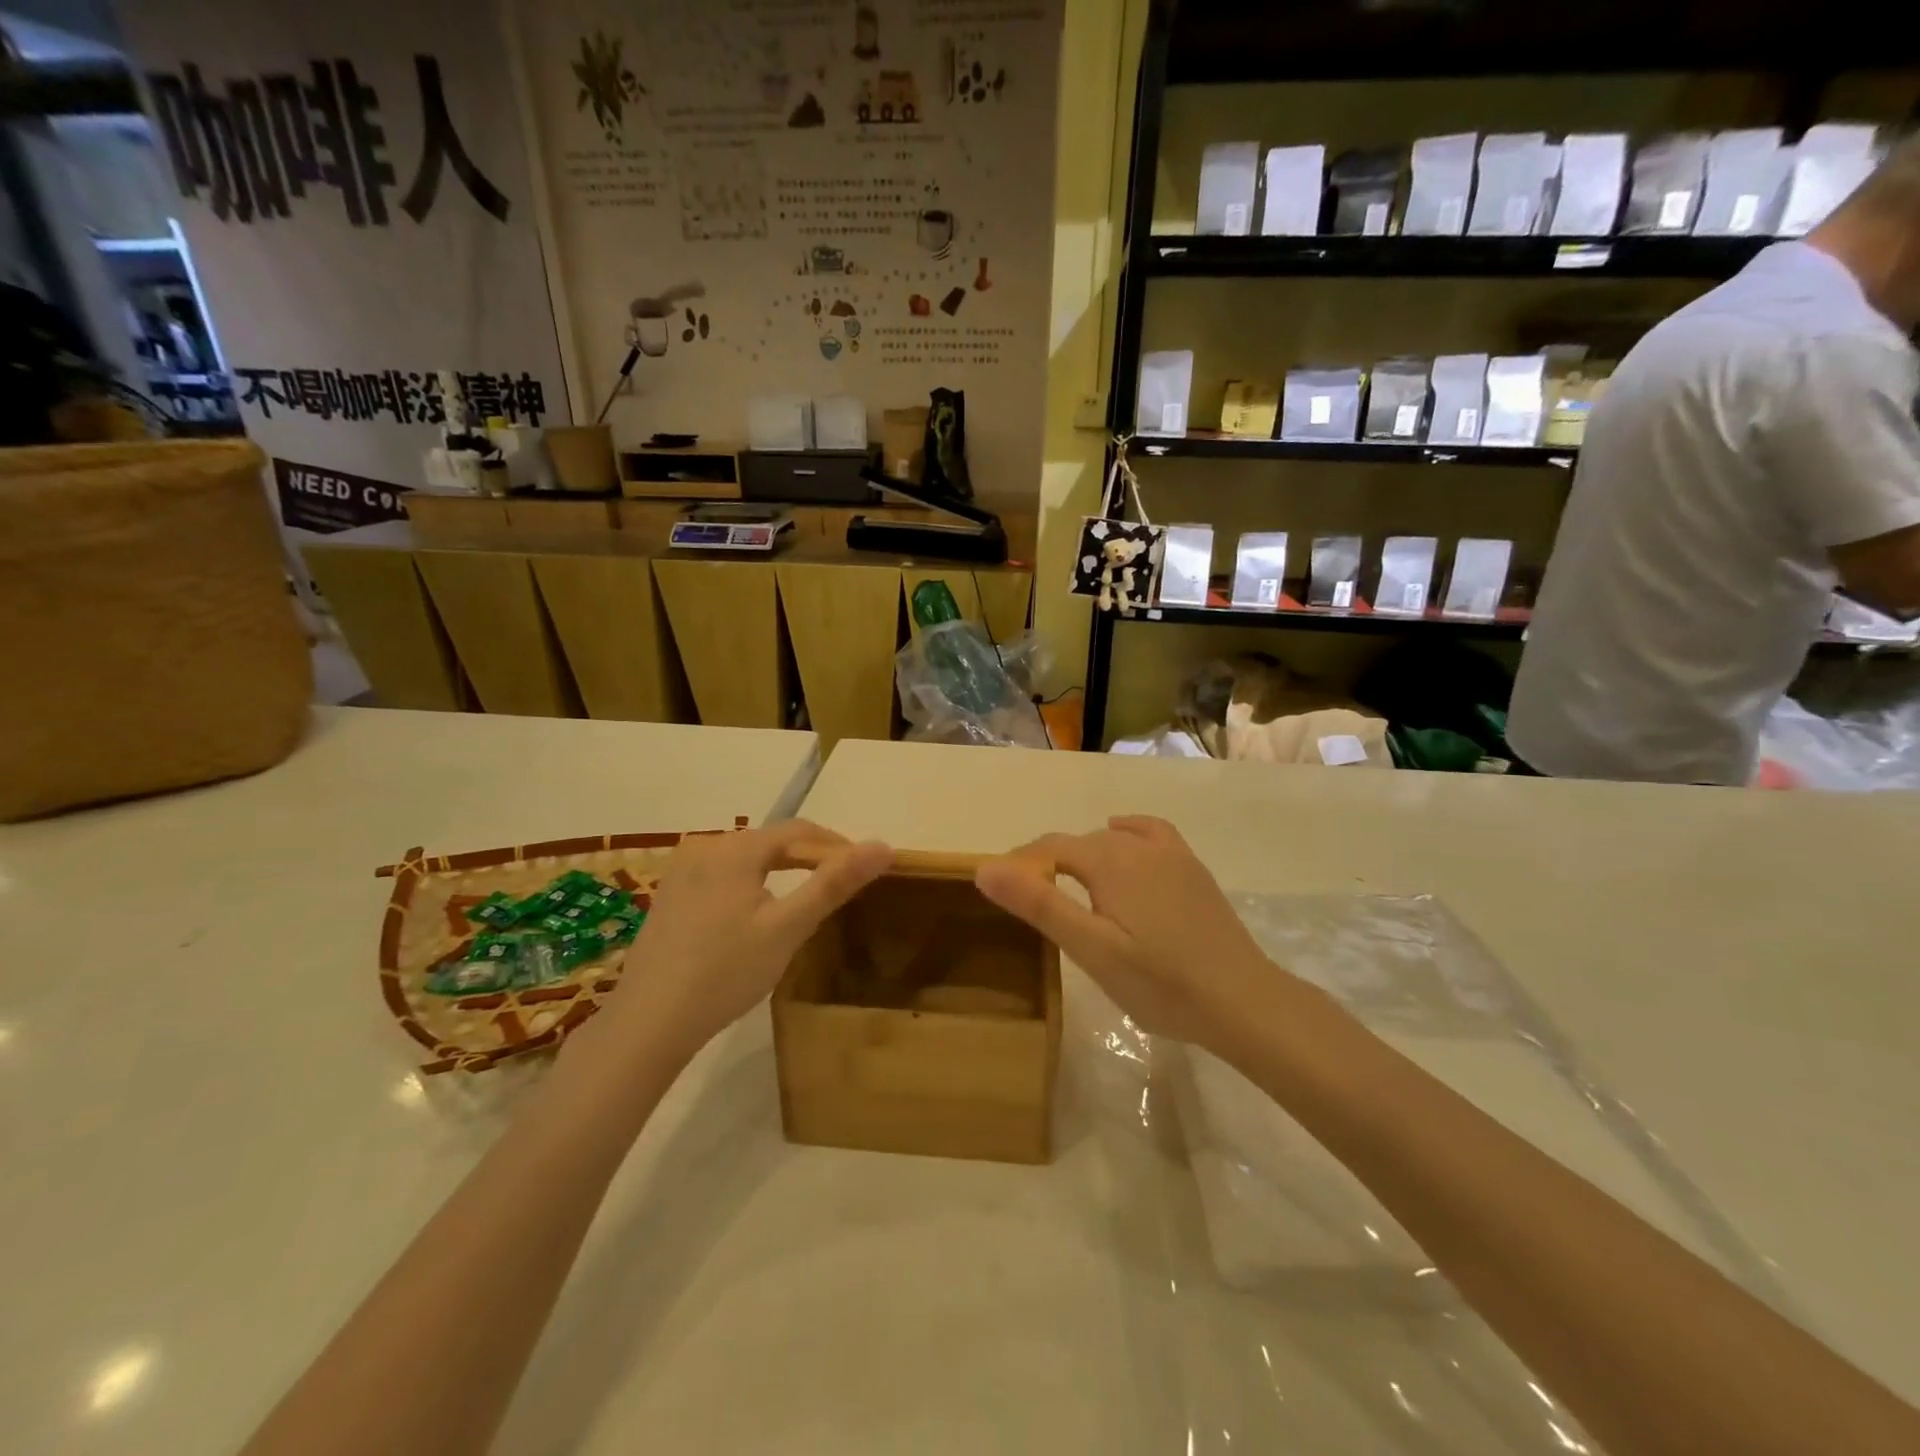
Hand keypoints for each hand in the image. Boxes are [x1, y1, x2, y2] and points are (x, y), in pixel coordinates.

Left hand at [605, 820, 891, 1055]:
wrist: (649, 1022)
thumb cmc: (726, 972)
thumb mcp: (789, 927)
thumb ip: (835, 883)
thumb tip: (884, 846)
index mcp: (735, 848)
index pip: (800, 831)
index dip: (837, 846)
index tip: (865, 869)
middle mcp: (705, 847)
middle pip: (772, 842)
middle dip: (811, 858)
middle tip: (842, 886)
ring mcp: (682, 871)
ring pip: (748, 860)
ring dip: (782, 872)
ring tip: (808, 898)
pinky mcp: (670, 896)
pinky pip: (724, 877)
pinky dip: (752, 886)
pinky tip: (759, 915)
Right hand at [974, 815, 1280, 1051]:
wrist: (1242, 1000)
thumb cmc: (1159, 983)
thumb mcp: (1090, 949)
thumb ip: (1038, 904)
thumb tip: (984, 867)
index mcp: (1108, 860)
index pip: (1049, 848)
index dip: (1021, 865)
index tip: (1003, 893)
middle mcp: (1137, 844)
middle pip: (1078, 843)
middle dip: (1049, 864)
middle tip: (1032, 903)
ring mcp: (1171, 853)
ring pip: (1112, 840)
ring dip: (1084, 855)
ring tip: (1070, 887)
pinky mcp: (1192, 868)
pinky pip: (1150, 834)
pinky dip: (1127, 834)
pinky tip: (1124, 845)